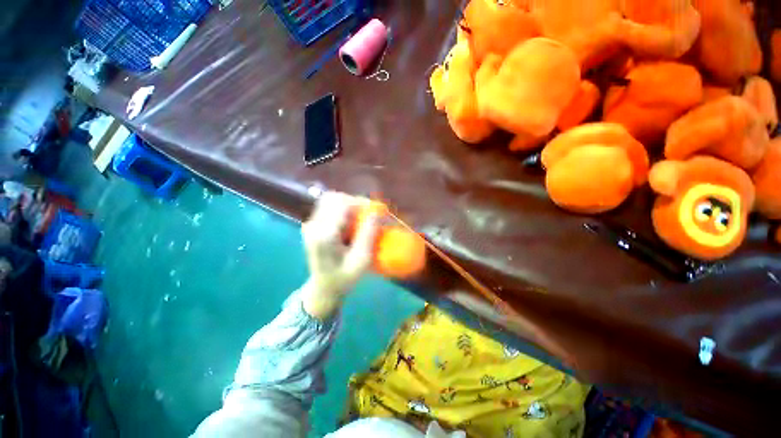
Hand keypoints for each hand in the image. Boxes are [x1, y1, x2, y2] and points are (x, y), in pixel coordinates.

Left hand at [300, 192, 378, 319]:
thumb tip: (376, 212)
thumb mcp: (361, 260)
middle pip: (334, 197)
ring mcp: (310, 224)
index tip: (376, 209)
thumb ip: (368, 235)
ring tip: (360, 218)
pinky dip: (343, 209)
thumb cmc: (344, 278)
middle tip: (368, 213)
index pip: (342, 204)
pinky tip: (350, 222)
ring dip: (349, 205)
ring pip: (331, 200)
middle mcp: (313, 225)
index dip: (361, 202)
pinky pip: (328, 207)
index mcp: (324, 235)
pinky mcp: (311, 224)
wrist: (323, 288)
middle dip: (355, 202)